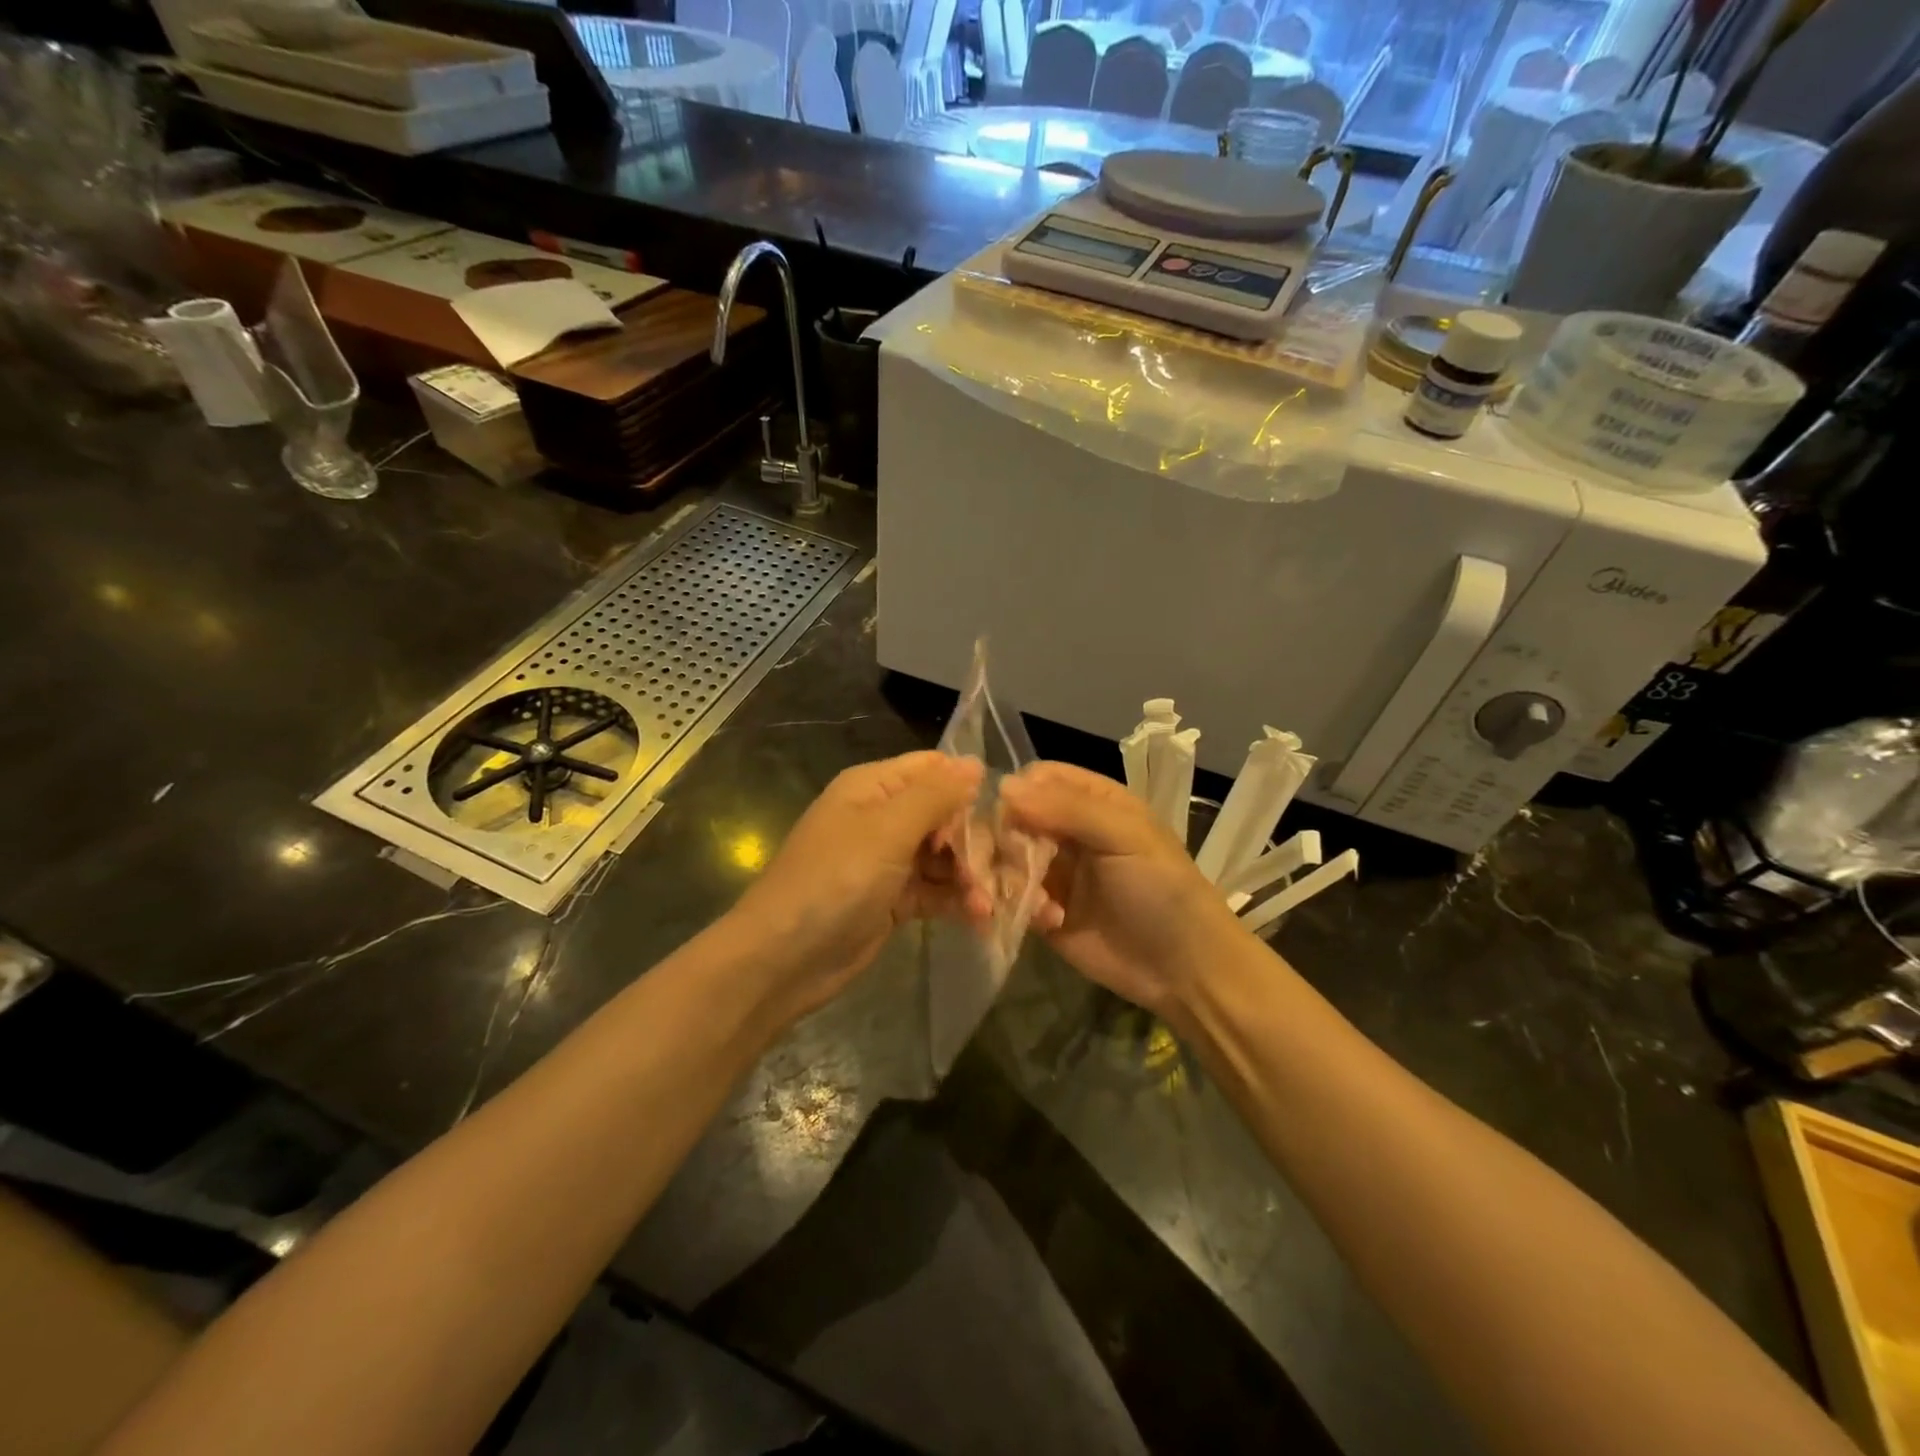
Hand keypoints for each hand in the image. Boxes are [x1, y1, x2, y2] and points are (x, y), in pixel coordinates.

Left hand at [730, 751, 985, 1021]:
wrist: (783, 959)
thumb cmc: (835, 880)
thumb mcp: (887, 829)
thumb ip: (935, 795)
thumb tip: (975, 762)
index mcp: (874, 787)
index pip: (933, 768)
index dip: (967, 784)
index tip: (1004, 810)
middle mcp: (882, 817)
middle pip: (945, 814)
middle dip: (974, 838)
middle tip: (996, 867)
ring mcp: (888, 861)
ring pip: (944, 856)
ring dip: (971, 875)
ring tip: (989, 902)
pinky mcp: (893, 900)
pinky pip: (935, 890)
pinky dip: (957, 901)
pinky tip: (980, 917)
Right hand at [999, 762, 1244, 1018]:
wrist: (1183, 970)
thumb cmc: (1161, 890)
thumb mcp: (1124, 836)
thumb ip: (1068, 808)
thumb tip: (1004, 786)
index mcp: (1091, 801)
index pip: (1037, 779)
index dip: (1016, 793)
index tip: (1006, 817)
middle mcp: (1065, 831)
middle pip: (1011, 818)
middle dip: (1000, 840)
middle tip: (1005, 864)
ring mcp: (1051, 872)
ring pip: (1003, 859)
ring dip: (1004, 877)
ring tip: (1028, 900)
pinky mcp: (1040, 913)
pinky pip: (1008, 898)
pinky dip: (1015, 906)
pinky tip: (1047, 922)